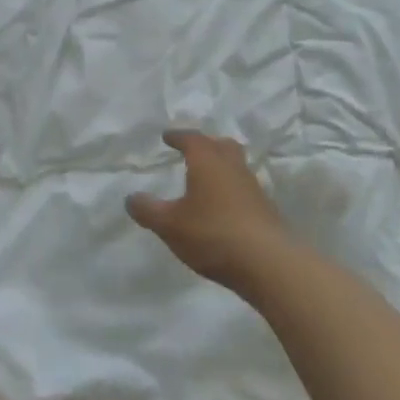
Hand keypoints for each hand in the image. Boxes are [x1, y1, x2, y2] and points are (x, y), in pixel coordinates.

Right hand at [126, 130, 291, 292]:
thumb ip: (148, 210)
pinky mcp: (265, 210)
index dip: (178, 136)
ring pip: (236, 166)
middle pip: (222, 146)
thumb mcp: (170, 225)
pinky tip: (222, 207)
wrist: (269, 263)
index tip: (167, 136)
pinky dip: (231, 190)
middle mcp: (233, 168)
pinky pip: (243, 189)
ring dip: (221, 167)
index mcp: (208, 162)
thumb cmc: (213, 234)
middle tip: (193, 150)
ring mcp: (253, 188)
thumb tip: (130, 198)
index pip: (192, 139)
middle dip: (206, 144)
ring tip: (206, 179)